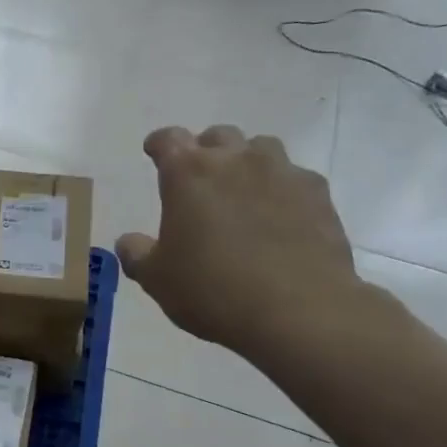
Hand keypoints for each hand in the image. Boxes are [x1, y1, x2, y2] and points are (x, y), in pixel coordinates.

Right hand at [115, 126, 361, 362]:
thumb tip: (128, 241)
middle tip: (199, 179)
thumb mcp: (157, 280)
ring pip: (261, 149)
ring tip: (241, 193)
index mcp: (189, 173)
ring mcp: (282, 172)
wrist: (298, 310)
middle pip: (218, 136)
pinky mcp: (317, 193)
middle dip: (204, 151)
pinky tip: (278, 217)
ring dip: (246, 163)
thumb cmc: (213, 290)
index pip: (168, 139)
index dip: (159, 144)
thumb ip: (137, 254)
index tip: (154, 152)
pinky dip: (280, 189)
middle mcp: (236, 160)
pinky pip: (293, 178)